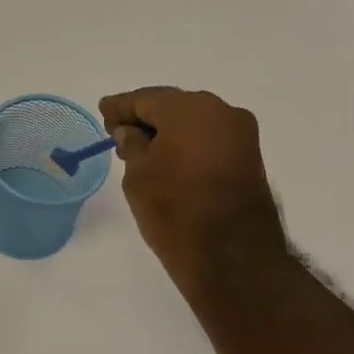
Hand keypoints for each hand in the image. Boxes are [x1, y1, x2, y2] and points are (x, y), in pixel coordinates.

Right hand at [99, 87, 287, 286]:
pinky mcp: (249, 159)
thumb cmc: (175, 210)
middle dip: (146, 118)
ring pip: (195, 125)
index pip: (146, 99)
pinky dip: (188, 146)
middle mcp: (221, 111)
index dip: (121, 107)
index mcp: (190, 108)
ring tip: (141, 151)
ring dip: (168, 134)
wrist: (232, 255)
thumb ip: (132, 145)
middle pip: (174, 108)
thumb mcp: (138, 177)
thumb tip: (131, 132)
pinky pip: (210, 141)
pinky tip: (169, 160)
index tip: (103, 111)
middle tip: (119, 132)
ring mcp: (241, 135)